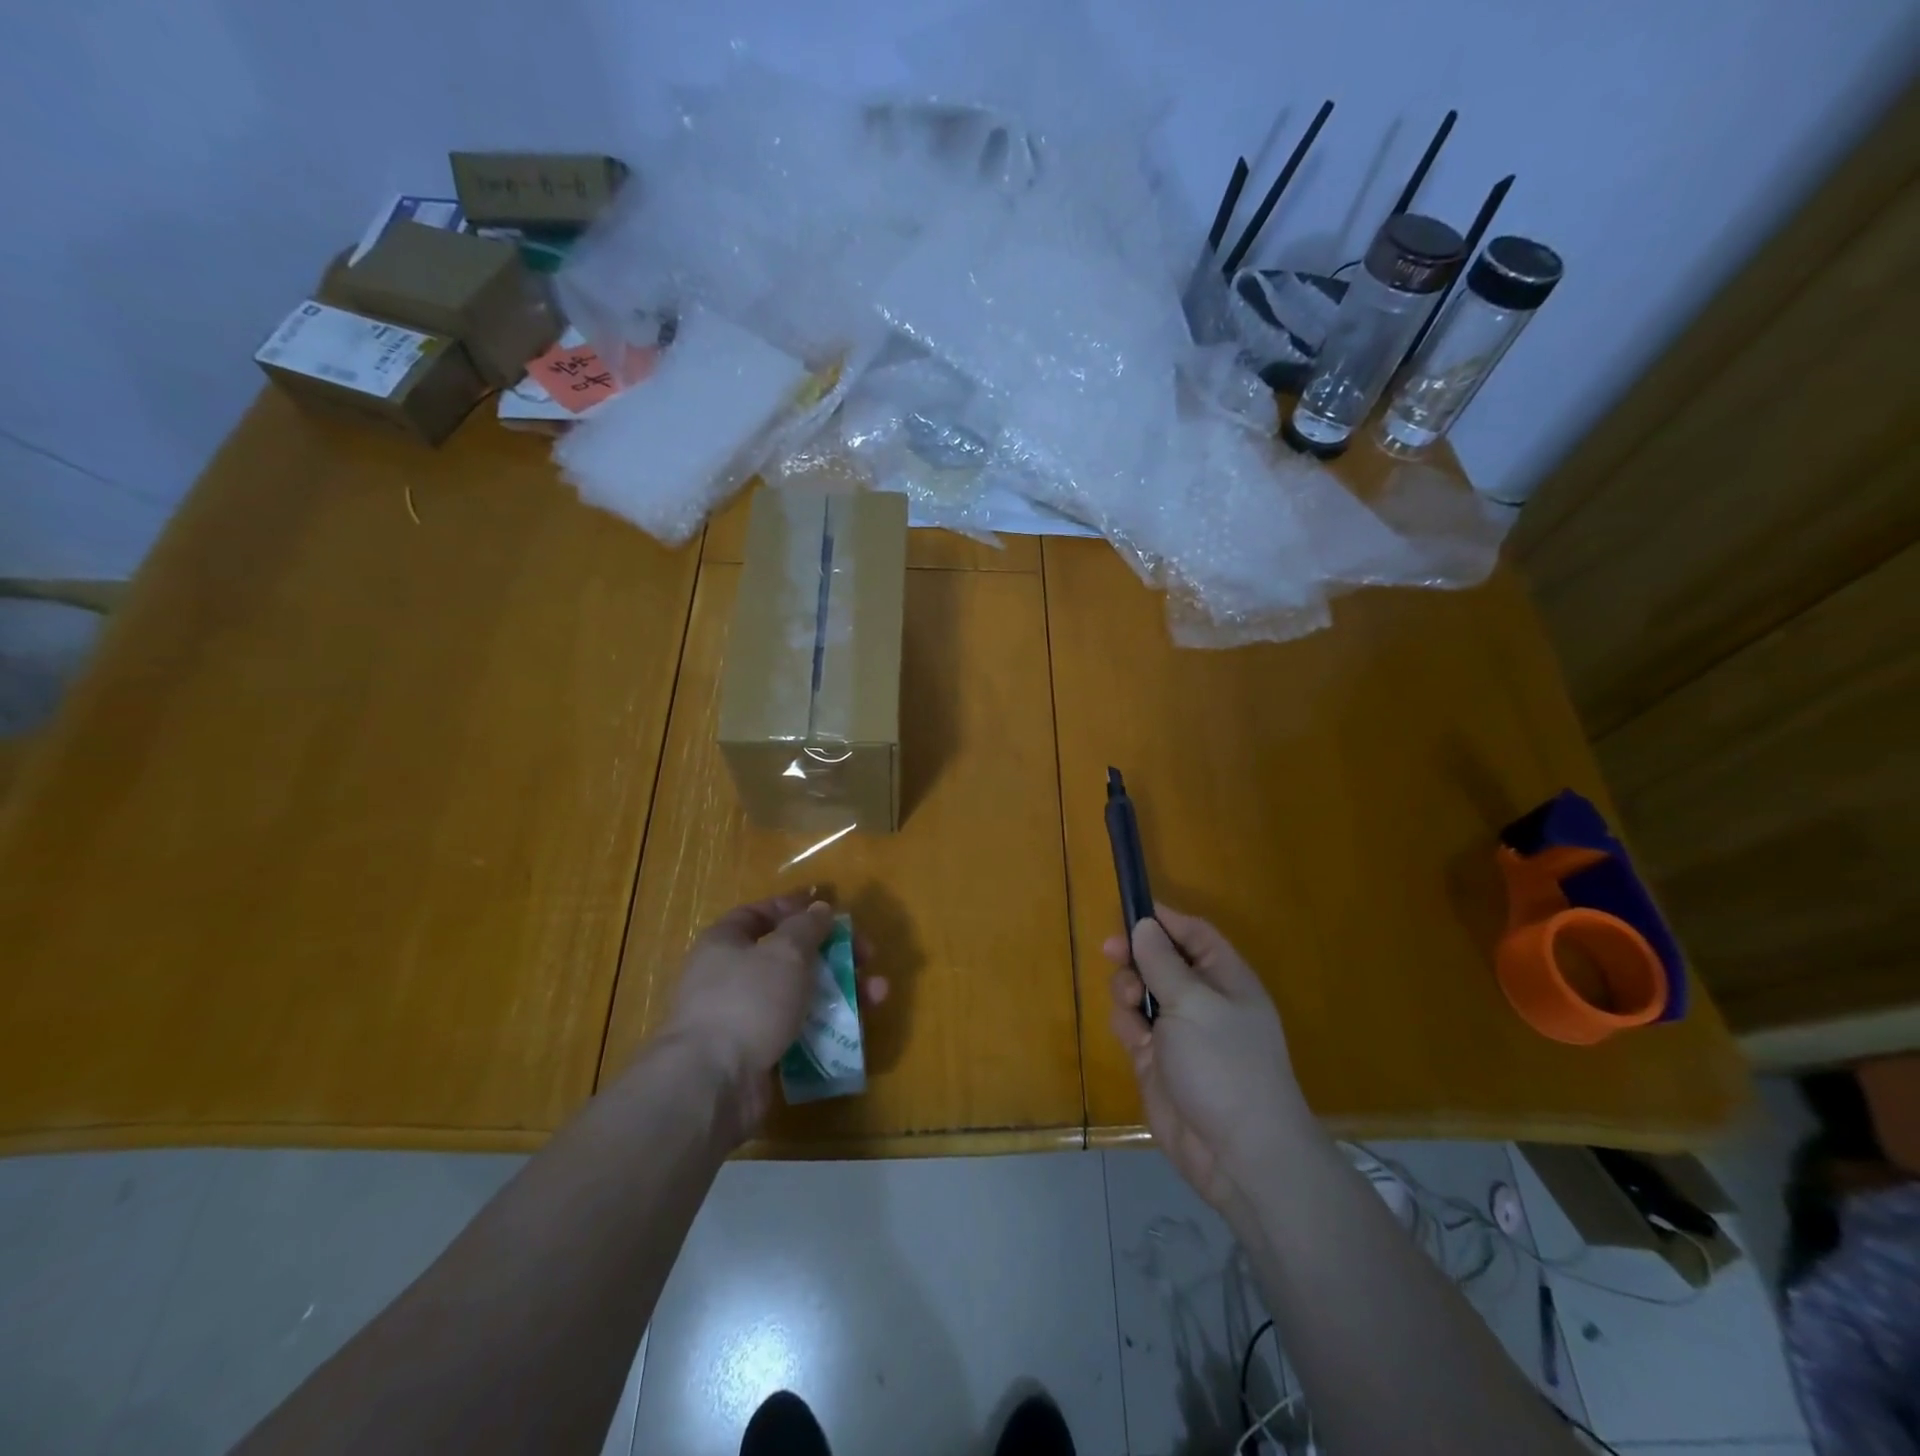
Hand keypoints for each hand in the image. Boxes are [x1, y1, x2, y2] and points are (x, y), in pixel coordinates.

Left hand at [664, 892, 887, 1134]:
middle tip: (867, 957)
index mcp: (725, 943)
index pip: (759, 914)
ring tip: (878, 995)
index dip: (794, 909)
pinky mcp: (758, 1052)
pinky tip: (856, 1029)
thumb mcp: (786, 951)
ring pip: (799, 994)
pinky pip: (798, 1030)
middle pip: (789, 955)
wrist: (714, 1083)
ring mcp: (743, 1017)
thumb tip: (819, 908)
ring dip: (840, 991)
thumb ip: (807, 926)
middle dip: (833, 954)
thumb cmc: (749, 1000)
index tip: (830, 913)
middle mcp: (730, 976)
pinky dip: (826, 1026)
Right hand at [1105, 906, 1309, 1211]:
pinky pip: (1132, 1027)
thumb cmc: (1224, 1064)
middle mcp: (1202, 1001)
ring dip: (1127, 990)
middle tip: (1111, 952)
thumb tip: (1144, 925)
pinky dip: (1126, 1026)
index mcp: (1225, 979)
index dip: (1165, 920)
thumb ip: (1162, 962)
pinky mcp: (1157, 1061)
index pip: (1194, 935)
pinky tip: (1134, 1039)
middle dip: (1135, 955)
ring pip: (1140, 992)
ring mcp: (1179, 1033)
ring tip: (1130, 1003)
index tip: (1130, 910)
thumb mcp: (1193, 1003)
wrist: (1237, 1154)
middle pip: (1160, 960)